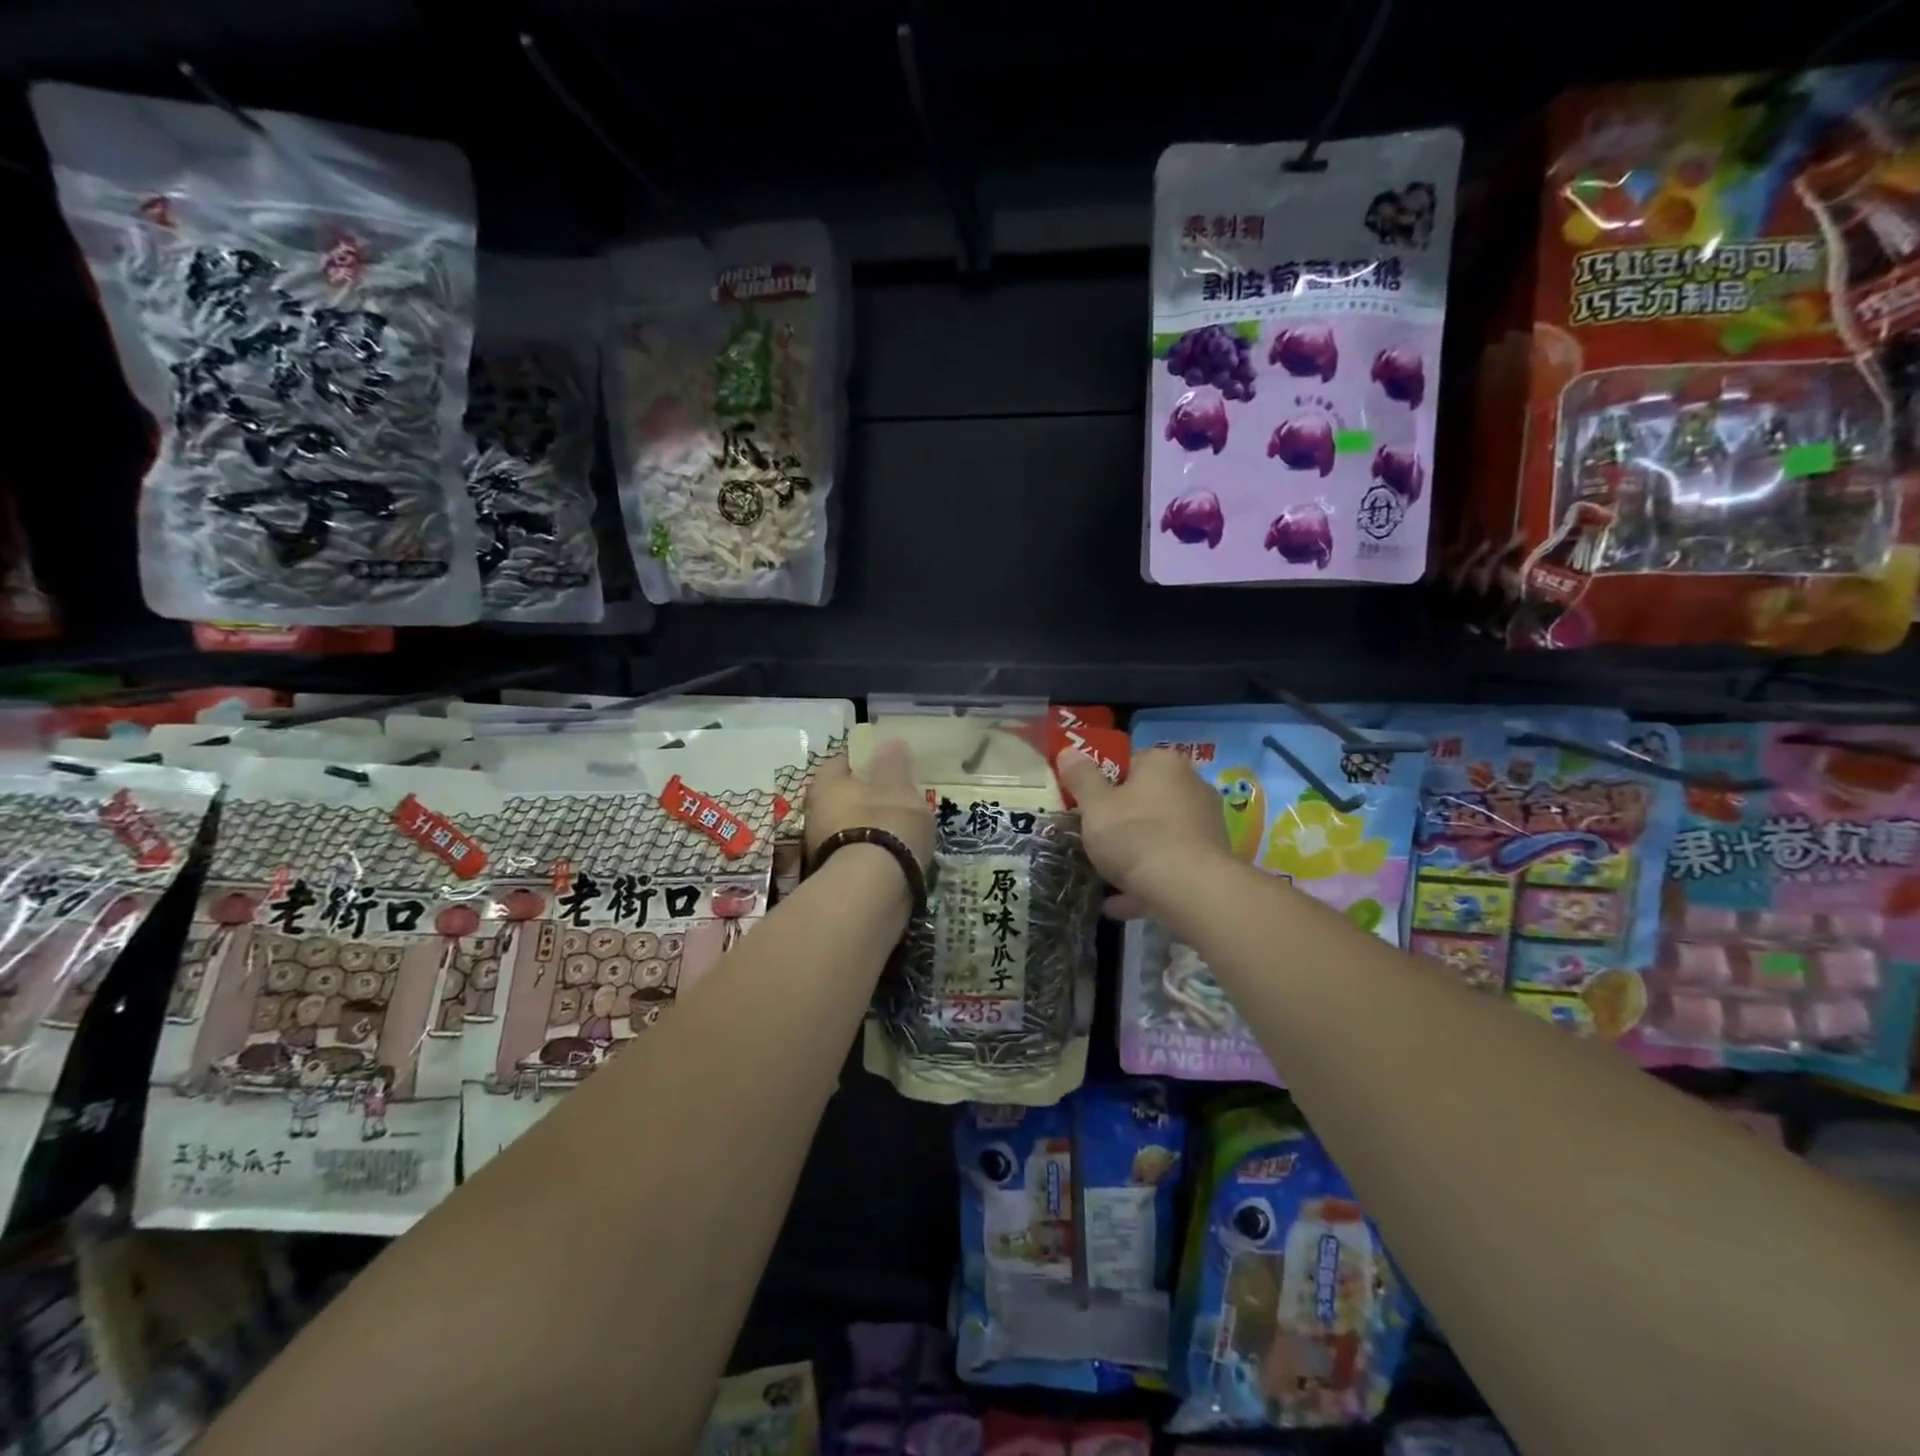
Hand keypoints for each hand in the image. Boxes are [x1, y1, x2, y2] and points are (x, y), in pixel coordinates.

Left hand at [805, 741, 935, 869]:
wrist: (872, 891)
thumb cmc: (886, 825)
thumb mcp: (899, 788)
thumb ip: (894, 765)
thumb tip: (888, 742)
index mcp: (826, 785)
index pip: (840, 762)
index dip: (863, 761)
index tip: (885, 766)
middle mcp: (815, 814)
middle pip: (841, 797)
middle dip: (865, 797)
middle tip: (895, 799)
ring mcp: (820, 849)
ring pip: (847, 827)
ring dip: (868, 827)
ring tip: (900, 831)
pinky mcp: (833, 878)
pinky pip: (855, 855)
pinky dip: (871, 854)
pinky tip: (893, 857)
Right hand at [1055, 746, 1229, 912]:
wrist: (1188, 890)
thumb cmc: (1136, 836)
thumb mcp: (1095, 805)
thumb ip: (1080, 778)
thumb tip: (1067, 751)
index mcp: (1164, 764)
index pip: (1129, 762)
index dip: (1102, 783)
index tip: (1085, 806)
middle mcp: (1191, 787)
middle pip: (1144, 800)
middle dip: (1118, 820)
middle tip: (1091, 839)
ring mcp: (1205, 826)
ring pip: (1157, 836)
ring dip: (1131, 855)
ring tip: (1100, 875)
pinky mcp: (1209, 862)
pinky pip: (1168, 867)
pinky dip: (1144, 881)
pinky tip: (1116, 903)